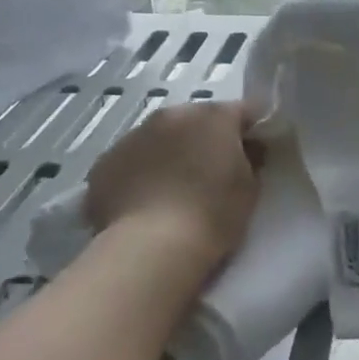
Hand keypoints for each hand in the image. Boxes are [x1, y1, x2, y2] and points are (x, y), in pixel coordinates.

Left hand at [84, 102, 260, 266]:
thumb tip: (247, 150)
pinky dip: (139, 174)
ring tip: (174, 191)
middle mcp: (171, 115)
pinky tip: (144, 203)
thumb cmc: (212, 215)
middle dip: (205, 140)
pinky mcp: (104, 163)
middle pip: (196, 120)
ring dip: (170, 154)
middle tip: (211, 173)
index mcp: (213, 116)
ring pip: (159, 138)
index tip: (254, 153)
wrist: (151, 248)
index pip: (242, 111)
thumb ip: (251, 160)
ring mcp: (132, 136)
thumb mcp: (250, 188)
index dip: (250, 131)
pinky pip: (130, 161)